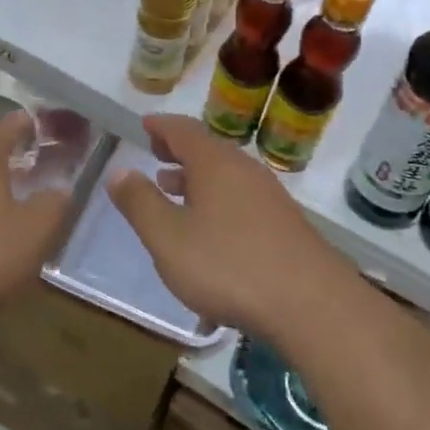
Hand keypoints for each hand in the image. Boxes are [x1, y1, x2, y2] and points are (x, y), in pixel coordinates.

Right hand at [107, 114, 357, 340]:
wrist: (311, 304)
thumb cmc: (228, 265)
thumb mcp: (168, 238)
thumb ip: (140, 203)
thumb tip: (118, 171)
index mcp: (214, 163)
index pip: (183, 130)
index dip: (161, 126)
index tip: (144, 125)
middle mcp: (244, 170)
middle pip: (208, 149)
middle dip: (179, 150)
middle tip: (156, 153)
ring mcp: (270, 196)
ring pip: (226, 175)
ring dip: (198, 177)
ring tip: (174, 188)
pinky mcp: (285, 224)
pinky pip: (241, 197)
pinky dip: (217, 198)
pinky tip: (211, 227)